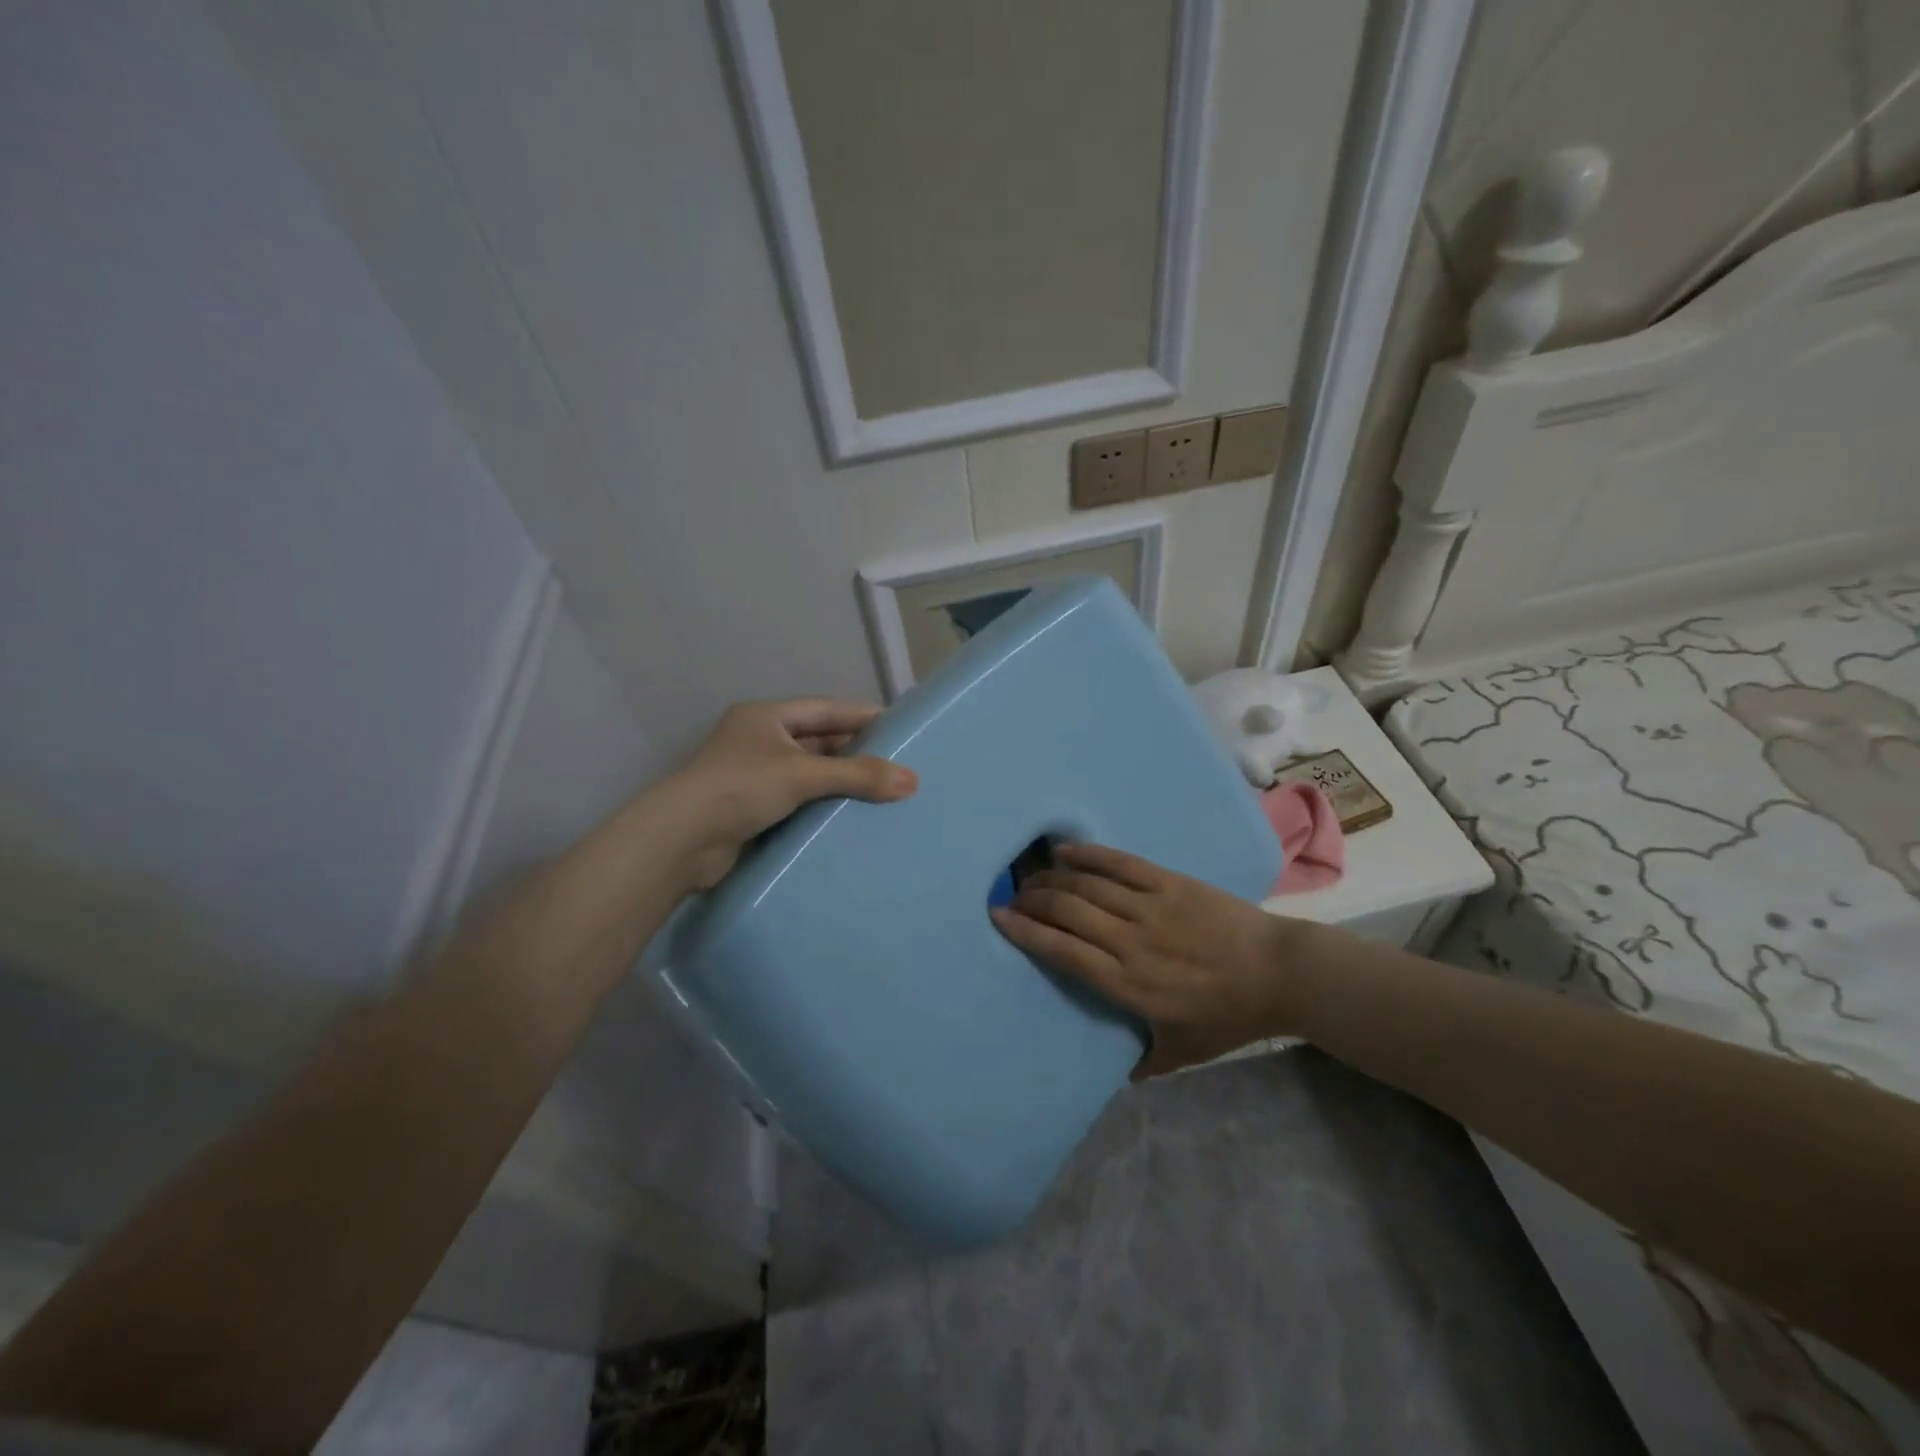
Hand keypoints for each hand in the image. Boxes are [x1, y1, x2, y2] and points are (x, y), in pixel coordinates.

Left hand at [659, 698, 916, 890]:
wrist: (681, 841)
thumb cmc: (741, 787)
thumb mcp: (803, 774)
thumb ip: (857, 775)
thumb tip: (912, 781)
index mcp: (765, 716)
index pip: (825, 709)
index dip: (861, 716)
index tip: (899, 726)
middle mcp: (758, 740)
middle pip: (817, 741)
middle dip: (854, 752)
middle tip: (897, 763)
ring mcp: (753, 776)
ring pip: (808, 773)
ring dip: (839, 781)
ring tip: (883, 792)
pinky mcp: (751, 809)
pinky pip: (798, 800)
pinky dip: (822, 805)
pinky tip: (850, 816)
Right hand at [991, 843, 1306, 1077]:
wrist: (1281, 973)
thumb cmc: (1230, 1016)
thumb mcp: (1183, 1053)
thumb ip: (1143, 1064)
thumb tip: (1112, 1075)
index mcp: (1128, 984)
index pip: (1062, 951)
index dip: (1025, 932)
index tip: (999, 919)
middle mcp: (1130, 941)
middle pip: (1066, 911)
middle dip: (1031, 900)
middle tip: (1014, 898)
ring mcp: (1150, 907)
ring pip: (1086, 885)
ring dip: (1052, 878)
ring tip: (1032, 878)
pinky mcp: (1169, 883)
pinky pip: (1120, 863)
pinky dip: (1088, 854)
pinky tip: (1065, 850)